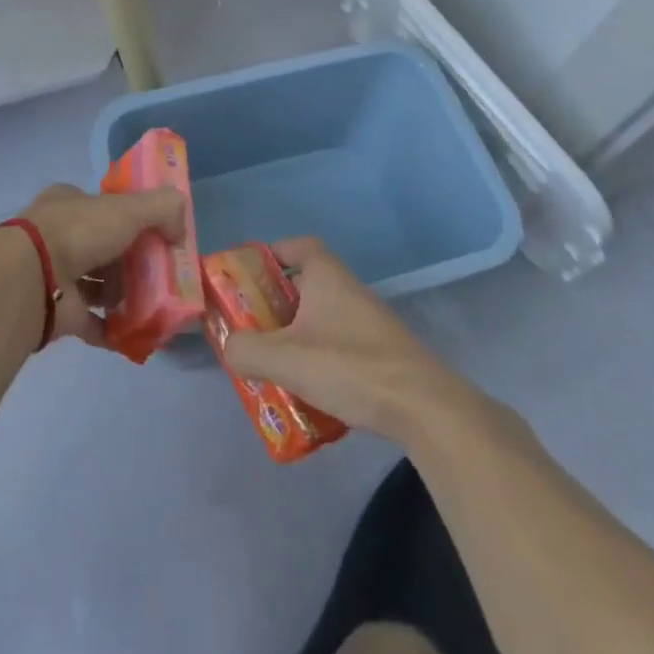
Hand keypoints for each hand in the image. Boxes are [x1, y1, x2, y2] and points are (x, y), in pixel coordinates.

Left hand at [18, 183, 186, 349]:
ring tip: (153, 306)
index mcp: (70, 203)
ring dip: (122, 296)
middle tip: (161, 276)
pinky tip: (137, 335)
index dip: (131, 219)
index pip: (105, 207)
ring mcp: (55, 274)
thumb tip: (181, 229)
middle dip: (130, 262)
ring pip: (96, 285)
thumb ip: (162, 209)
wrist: (33, 277)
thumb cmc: (79, 232)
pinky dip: (113, 328)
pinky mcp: (57, 311)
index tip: (158, 237)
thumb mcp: (129, 208)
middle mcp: (59, 234)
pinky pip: (91, 321)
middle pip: (103, 247)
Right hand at [222, 237, 460, 438]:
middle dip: (276, 304)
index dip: (271, 254)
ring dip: (298, 336)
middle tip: (251, 328)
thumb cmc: (349, 366)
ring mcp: (369, 322)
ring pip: (322, 319)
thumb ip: (246, 350)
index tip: (249, 275)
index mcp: (326, 276)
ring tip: (274, 365)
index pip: (298, 246)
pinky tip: (310, 392)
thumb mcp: (285, 358)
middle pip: (306, 285)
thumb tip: (230, 347)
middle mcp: (349, 290)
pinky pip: (341, 346)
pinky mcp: (382, 354)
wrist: (423, 407)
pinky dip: (321, 360)